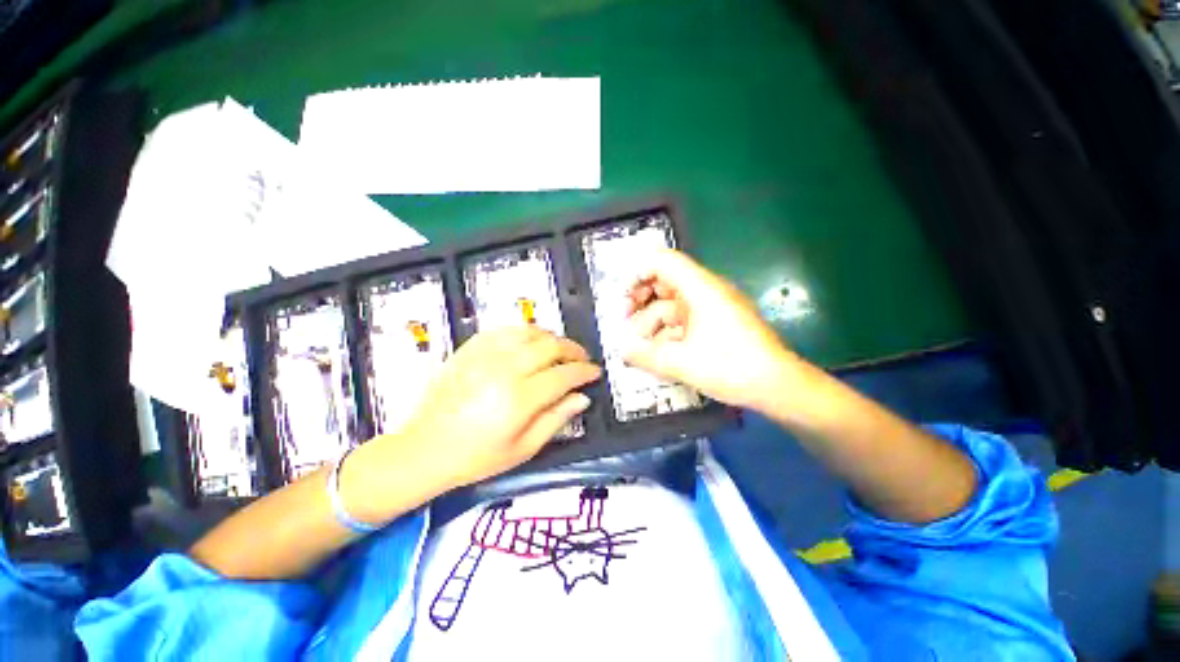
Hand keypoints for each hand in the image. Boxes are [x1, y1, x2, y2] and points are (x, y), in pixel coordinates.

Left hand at [398, 326, 601, 489]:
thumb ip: (557, 419)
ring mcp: (484, 355)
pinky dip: (524, 332)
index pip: (564, 375)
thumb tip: (582, 397)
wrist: (424, 450)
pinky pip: (504, 330)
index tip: (594, 372)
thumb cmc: (478, 457)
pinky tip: (530, 342)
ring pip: (529, 332)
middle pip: (550, 346)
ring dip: (551, 337)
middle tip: (582, 359)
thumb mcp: (524, 449)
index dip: (584, 371)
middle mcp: (504, 370)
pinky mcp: (469, 349)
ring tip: (559, 350)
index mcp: (520, 399)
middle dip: (573, 350)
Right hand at [623, 249, 797, 410]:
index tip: (623, 298)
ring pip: (673, 304)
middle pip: (665, 282)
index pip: (664, 261)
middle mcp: (707, 291)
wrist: (778, 386)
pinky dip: (668, 331)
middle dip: (641, 300)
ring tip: (639, 345)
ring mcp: (713, 307)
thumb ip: (645, 355)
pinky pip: (685, 319)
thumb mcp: (681, 363)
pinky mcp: (717, 322)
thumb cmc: (731, 368)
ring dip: (652, 321)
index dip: (638, 273)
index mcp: (700, 289)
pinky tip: (657, 351)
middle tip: (625, 320)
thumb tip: (621, 350)